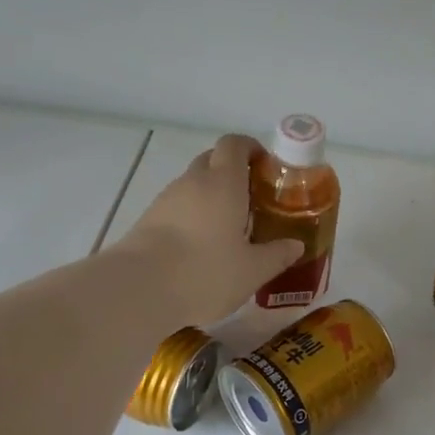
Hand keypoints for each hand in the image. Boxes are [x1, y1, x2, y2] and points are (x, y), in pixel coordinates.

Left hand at [110, 135, 303, 326]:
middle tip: (254, 200)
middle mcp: (193, 182)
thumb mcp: (253, 270)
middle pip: (212, 160)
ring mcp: (166, 200)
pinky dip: (194, 217)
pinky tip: (203, 246)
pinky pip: (178, 208)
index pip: (235, 144)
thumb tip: (295, 245)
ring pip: (193, 186)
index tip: (266, 167)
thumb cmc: (206, 272)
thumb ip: (277, 255)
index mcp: (223, 183)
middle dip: (233, 173)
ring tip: (230, 228)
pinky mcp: (148, 220)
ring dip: (212, 197)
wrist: (139, 289)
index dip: (251, 149)